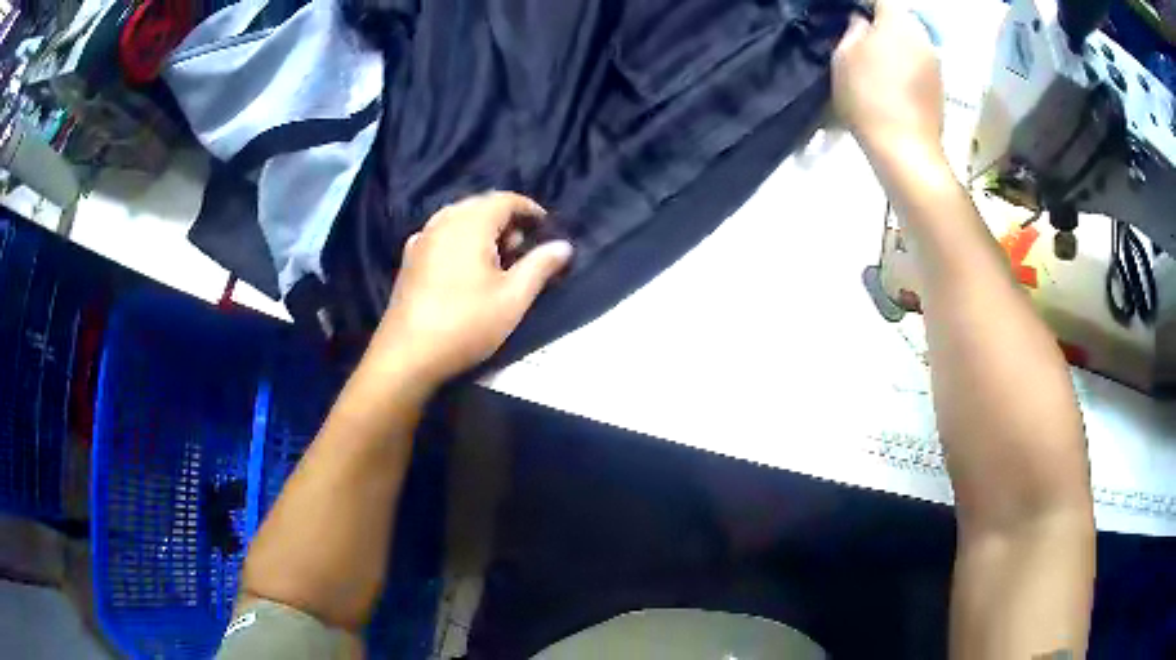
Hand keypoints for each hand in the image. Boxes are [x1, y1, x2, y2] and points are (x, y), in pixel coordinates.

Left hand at [370, 191, 572, 388]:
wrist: (408, 354)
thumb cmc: (465, 324)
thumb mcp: (513, 298)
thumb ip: (540, 266)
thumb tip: (564, 246)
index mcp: (469, 224)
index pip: (504, 199)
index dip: (528, 208)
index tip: (545, 225)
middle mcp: (443, 222)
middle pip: (479, 205)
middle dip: (505, 219)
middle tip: (523, 247)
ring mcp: (422, 239)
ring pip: (458, 219)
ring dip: (482, 229)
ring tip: (497, 258)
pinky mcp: (409, 259)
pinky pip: (441, 234)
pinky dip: (459, 239)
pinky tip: (464, 266)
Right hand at [832, 0, 943, 155]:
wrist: (906, 150)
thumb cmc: (869, 97)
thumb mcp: (844, 56)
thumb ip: (853, 29)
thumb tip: (861, 20)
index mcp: (898, 21)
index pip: (879, 0)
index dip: (862, 5)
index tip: (848, 15)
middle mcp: (923, 35)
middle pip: (899, 18)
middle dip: (880, 23)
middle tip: (859, 37)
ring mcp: (936, 62)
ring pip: (910, 41)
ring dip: (894, 45)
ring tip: (875, 61)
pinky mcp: (940, 86)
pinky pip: (918, 63)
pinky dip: (905, 64)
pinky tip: (892, 81)